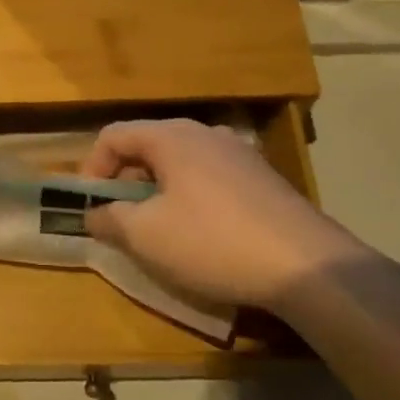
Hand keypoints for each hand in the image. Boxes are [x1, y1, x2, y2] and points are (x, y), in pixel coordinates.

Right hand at [79, 119, 372, 309]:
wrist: (308, 266)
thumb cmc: (213, 242)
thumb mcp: (146, 236)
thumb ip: (110, 219)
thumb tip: (94, 214)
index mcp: (172, 136)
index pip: (113, 136)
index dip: (91, 169)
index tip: (90, 207)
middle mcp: (206, 133)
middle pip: (147, 147)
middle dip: (125, 183)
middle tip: (120, 222)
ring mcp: (239, 154)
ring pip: (180, 165)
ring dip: (158, 194)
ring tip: (158, 232)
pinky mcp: (263, 179)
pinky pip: (209, 180)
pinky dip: (190, 200)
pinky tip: (201, 236)